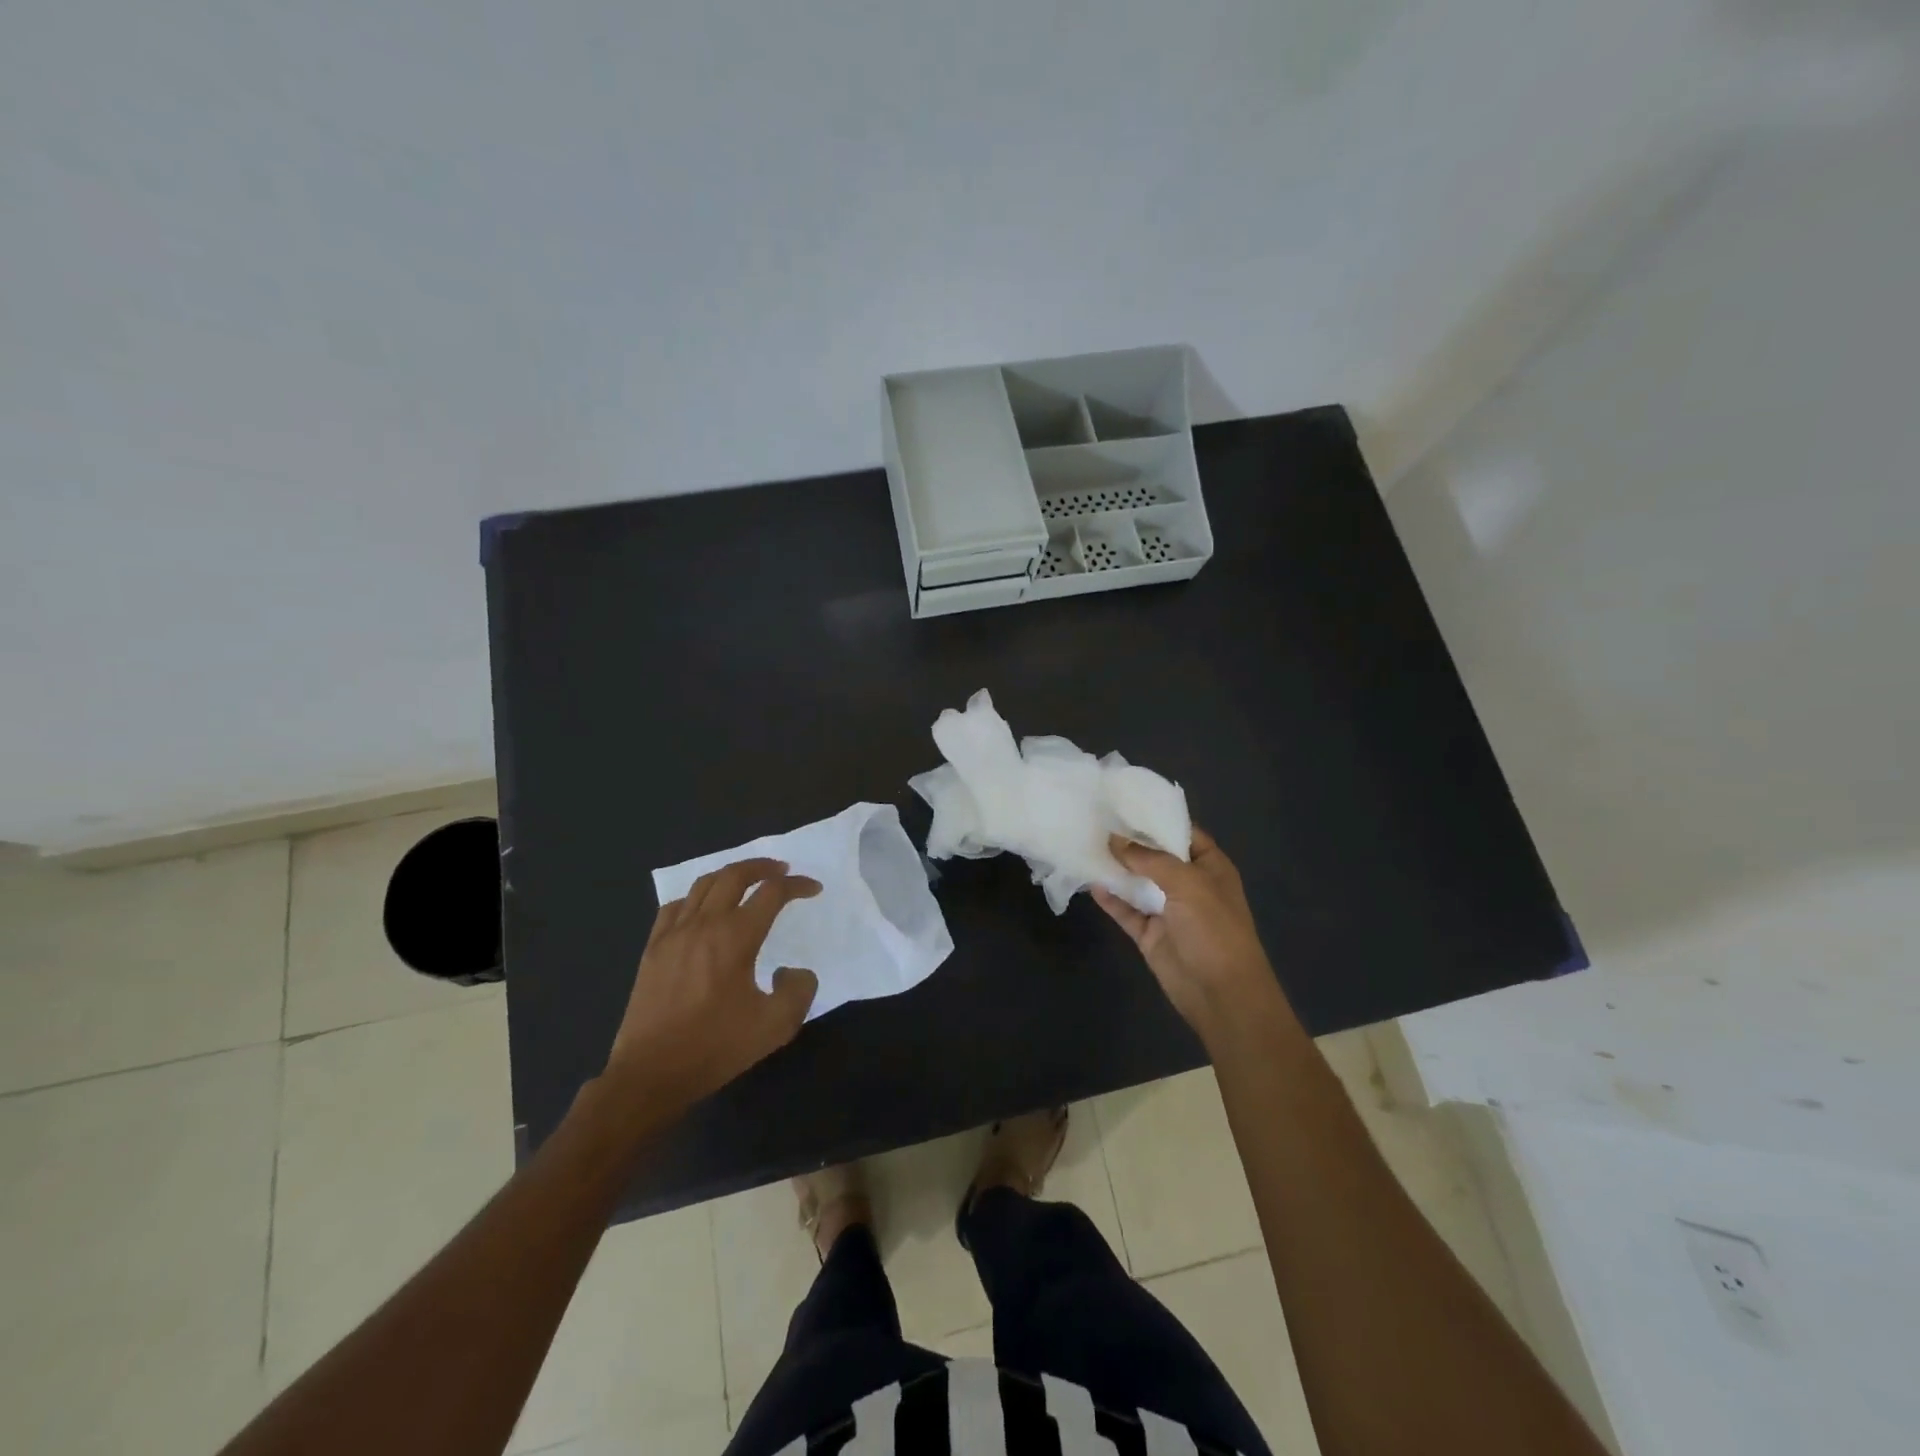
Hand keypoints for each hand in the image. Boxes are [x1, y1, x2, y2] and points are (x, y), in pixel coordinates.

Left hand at [606, 858, 820, 1110]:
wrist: (650, 1074)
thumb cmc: (715, 1048)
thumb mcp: (775, 1026)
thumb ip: (799, 990)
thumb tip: (791, 970)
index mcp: (735, 937)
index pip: (772, 893)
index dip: (797, 886)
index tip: (813, 889)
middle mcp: (704, 924)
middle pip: (734, 875)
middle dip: (763, 867)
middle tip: (782, 870)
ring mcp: (673, 934)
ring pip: (703, 884)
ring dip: (730, 875)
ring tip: (747, 881)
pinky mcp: (653, 949)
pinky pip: (675, 906)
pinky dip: (697, 897)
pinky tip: (703, 908)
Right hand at [1091, 828, 1285, 1040]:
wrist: (1222, 995)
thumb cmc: (1214, 930)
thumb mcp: (1188, 884)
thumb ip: (1150, 859)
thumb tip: (1115, 840)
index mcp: (1209, 867)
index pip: (1181, 832)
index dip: (1156, 818)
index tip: (1123, 803)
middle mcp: (1189, 885)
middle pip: (1155, 856)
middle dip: (1129, 841)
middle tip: (1095, 820)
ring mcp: (1168, 911)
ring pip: (1137, 883)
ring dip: (1115, 868)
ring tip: (1085, 845)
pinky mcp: (1150, 934)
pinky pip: (1126, 911)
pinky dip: (1110, 899)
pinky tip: (1091, 883)